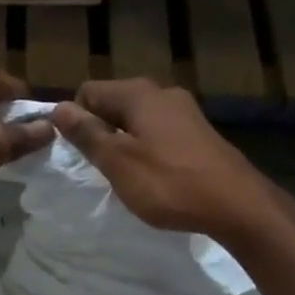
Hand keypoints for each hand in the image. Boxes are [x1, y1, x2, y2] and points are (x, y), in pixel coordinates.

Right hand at [50, 80, 277, 240]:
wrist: (235, 203)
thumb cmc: (169, 183)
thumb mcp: (119, 162)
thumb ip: (88, 134)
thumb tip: (59, 108)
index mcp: (139, 94)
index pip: (89, 91)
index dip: (76, 119)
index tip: (76, 153)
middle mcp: (163, 93)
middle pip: (115, 104)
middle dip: (100, 131)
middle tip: (98, 169)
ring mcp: (185, 113)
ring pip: (138, 120)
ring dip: (124, 143)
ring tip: (124, 177)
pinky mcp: (199, 135)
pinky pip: (160, 134)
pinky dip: (148, 151)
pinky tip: (153, 178)